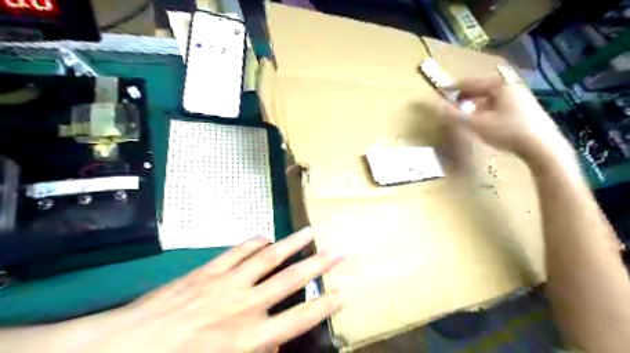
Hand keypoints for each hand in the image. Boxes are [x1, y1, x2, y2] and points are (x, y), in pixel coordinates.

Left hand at [80, 227, 343, 351]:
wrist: (122, 349)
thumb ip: (256, 352)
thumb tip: (276, 341)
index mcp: (249, 338)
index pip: (299, 318)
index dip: (323, 305)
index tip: (341, 293)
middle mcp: (245, 305)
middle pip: (291, 279)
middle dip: (319, 264)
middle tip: (338, 250)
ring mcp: (227, 282)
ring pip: (268, 256)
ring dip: (292, 243)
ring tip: (309, 231)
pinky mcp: (209, 269)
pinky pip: (239, 251)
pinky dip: (255, 242)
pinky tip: (265, 237)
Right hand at [440, 78, 574, 162]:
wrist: (542, 147)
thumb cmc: (507, 131)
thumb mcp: (476, 124)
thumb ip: (454, 115)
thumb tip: (435, 106)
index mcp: (500, 86)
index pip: (471, 83)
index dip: (453, 87)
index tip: (441, 90)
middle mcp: (511, 88)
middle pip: (482, 89)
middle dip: (465, 96)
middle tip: (452, 103)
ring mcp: (521, 98)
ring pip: (491, 98)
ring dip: (476, 104)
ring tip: (466, 113)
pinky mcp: (527, 110)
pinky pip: (500, 105)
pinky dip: (487, 109)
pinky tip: (484, 120)